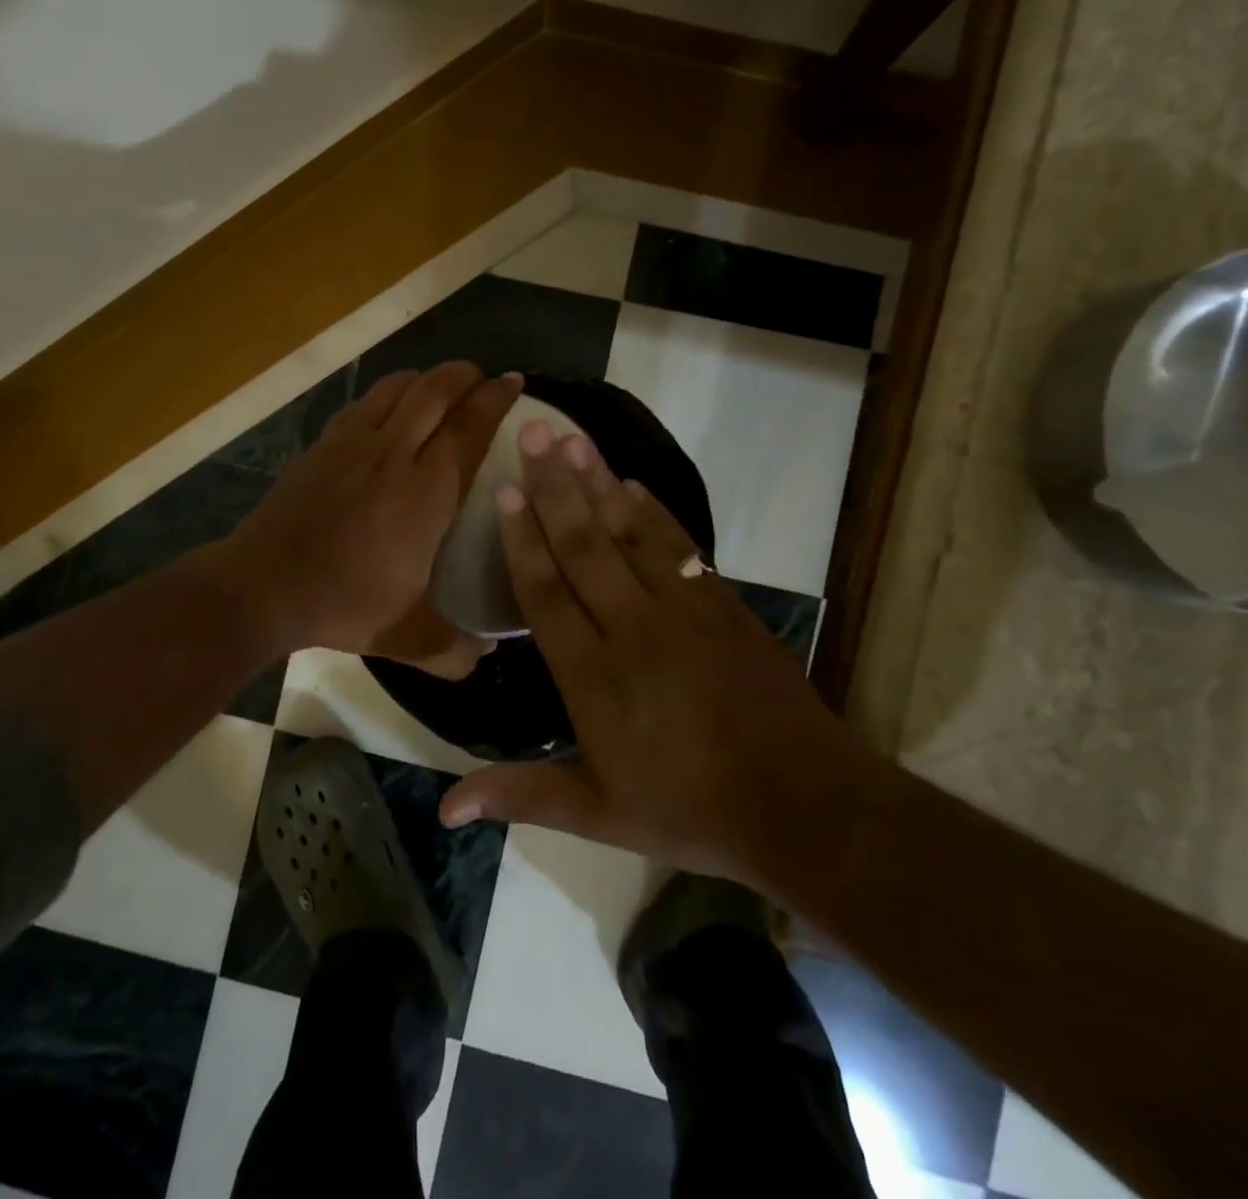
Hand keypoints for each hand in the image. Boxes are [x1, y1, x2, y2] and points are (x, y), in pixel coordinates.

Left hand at [223, 362, 522, 665]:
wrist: (262, 586)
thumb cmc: (342, 604)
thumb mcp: (405, 637)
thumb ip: (452, 650)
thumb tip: (483, 657)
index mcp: (424, 493)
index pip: (469, 428)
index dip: (496, 400)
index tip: (514, 383)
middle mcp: (392, 454)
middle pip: (435, 391)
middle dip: (465, 375)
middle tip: (483, 378)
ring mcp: (352, 444)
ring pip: (397, 388)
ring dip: (426, 378)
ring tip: (442, 385)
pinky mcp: (322, 445)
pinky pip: (364, 403)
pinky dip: (388, 394)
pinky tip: (390, 409)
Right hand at [438, 423, 854, 882]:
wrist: (802, 804)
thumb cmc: (689, 810)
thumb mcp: (597, 815)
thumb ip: (520, 796)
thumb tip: (446, 808)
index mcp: (593, 676)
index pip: (546, 594)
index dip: (522, 541)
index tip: (503, 493)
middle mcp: (631, 628)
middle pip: (583, 546)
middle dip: (554, 488)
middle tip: (532, 434)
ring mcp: (682, 609)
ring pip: (629, 534)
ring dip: (598, 484)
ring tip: (573, 439)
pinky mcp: (721, 604)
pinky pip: (678, 545)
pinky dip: (653, 511)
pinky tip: (632, 484)